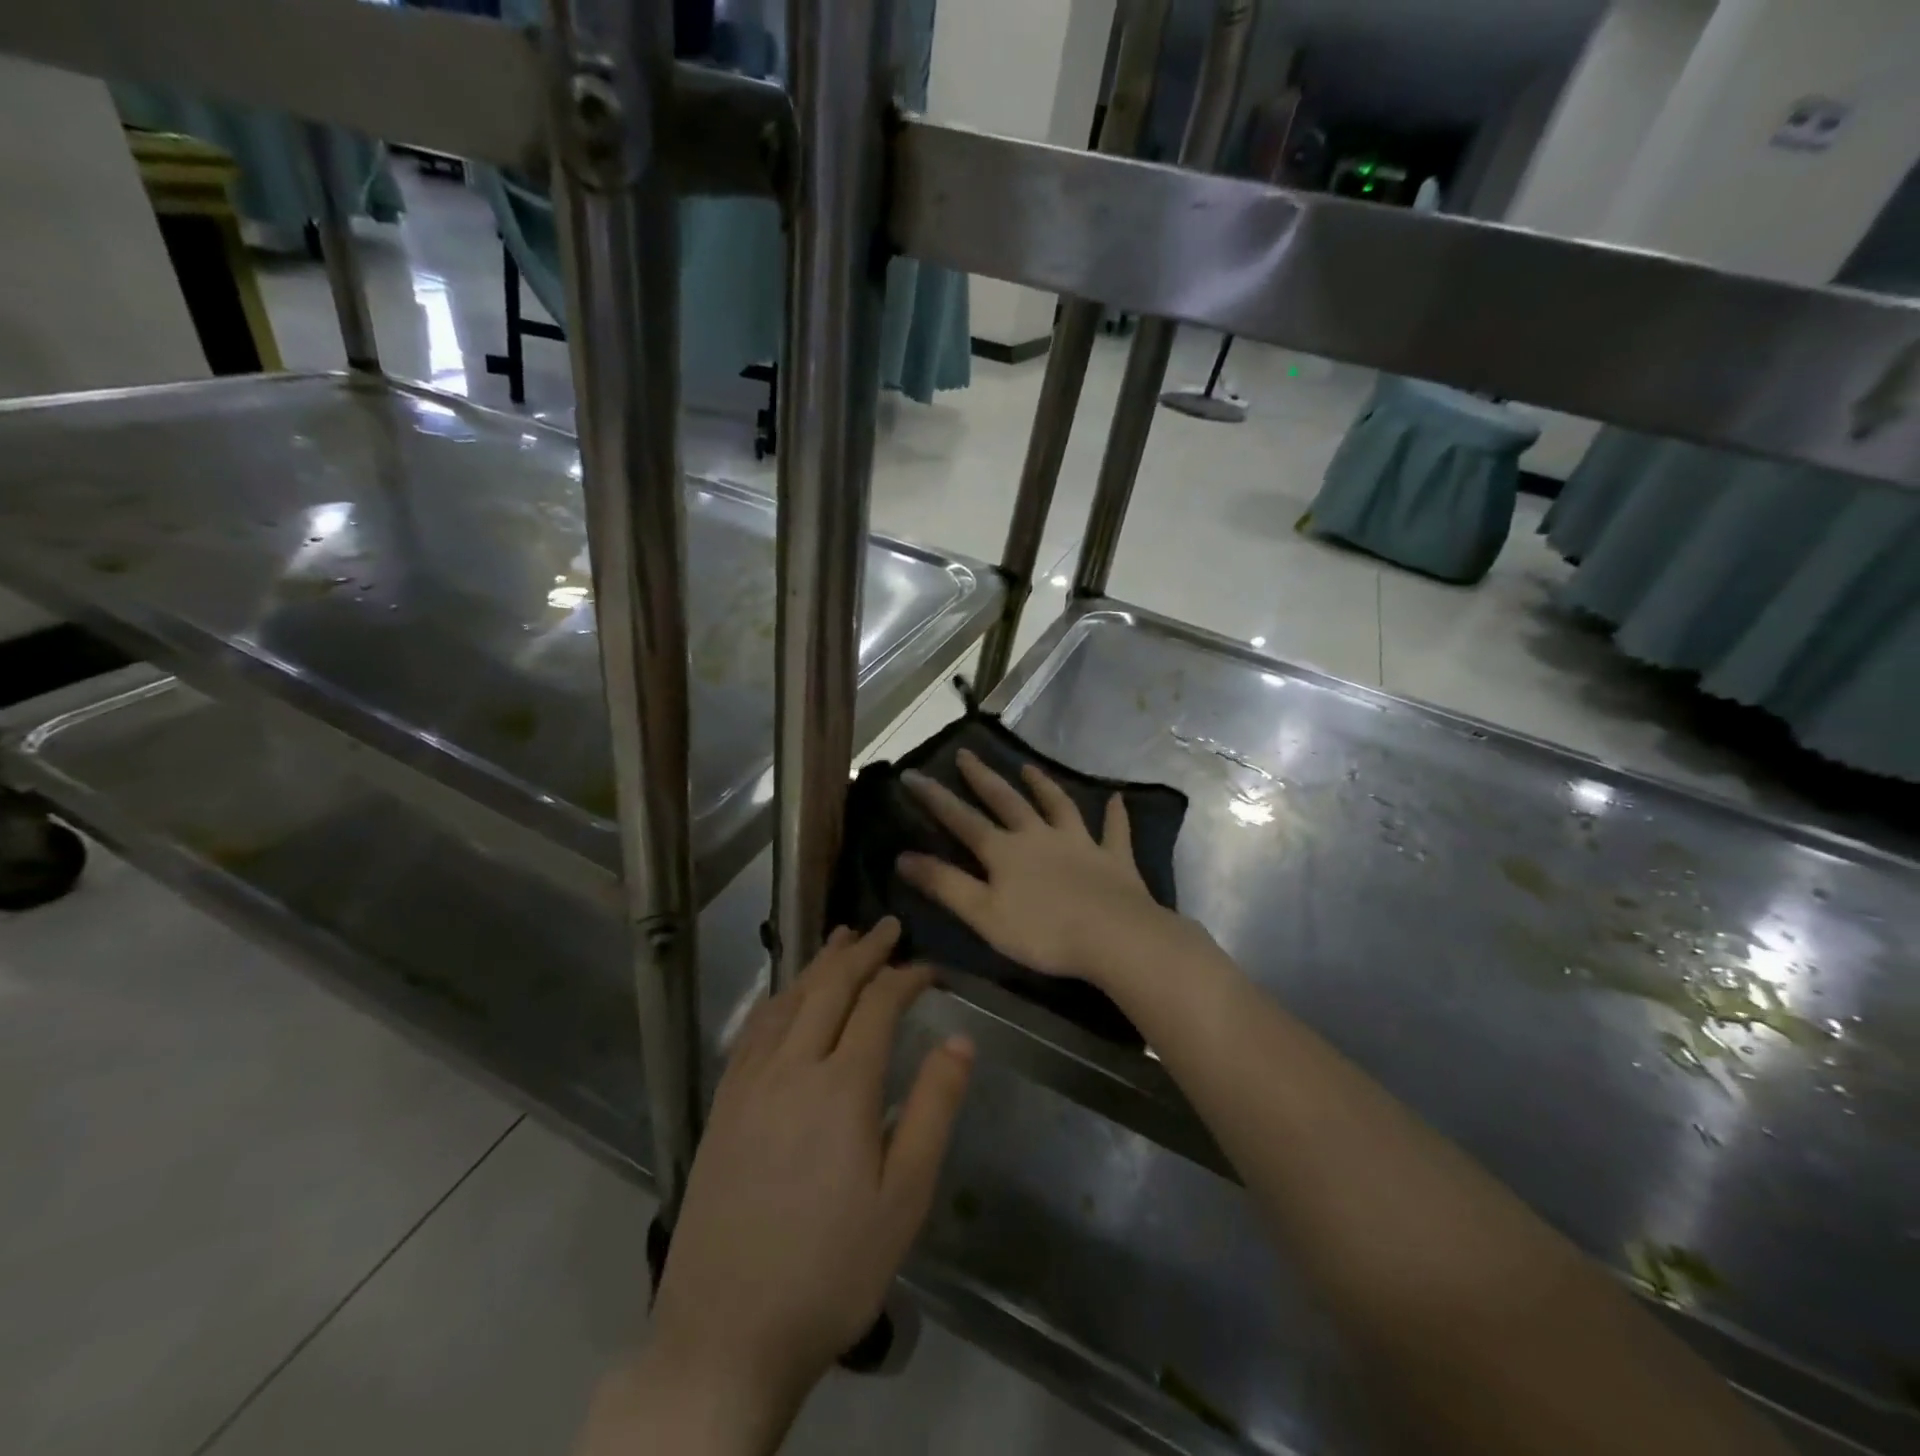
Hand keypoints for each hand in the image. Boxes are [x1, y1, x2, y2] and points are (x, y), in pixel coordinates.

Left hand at [641, 920, 972, 1442]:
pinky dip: (779, 997)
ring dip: (819, 964)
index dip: (906, 976)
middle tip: (887, 926)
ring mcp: (749, 1083)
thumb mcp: (904, 1198)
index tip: (929, 968)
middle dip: (862, 952)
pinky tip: (786, 995)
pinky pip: (754, 1029)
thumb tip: (960, 1039)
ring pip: (788, 999)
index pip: (878, 1004)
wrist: (725, 1333)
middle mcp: (791, 1067)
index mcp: (841, 1086)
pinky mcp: (723, 1105)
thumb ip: (934, 1109)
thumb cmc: (832, 1269)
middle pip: (829, 987)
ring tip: (842, 938)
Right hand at [896, 749, 1189, 986]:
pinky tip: (1117, 798)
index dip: (935, 798)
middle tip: (967, 753)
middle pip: (1007, 801)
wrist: (1114, 937)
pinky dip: (1115, 815)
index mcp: (1005, 852)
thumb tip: (903, 856)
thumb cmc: (1043, 932)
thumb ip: (945, 884)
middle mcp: (1039, 836)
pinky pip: (1114, 831)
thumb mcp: (983, 914)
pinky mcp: (1113, 858)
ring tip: (1028, 767)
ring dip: (1043, 785)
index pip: (962, 820)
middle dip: (983, 778)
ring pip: (1059, 806)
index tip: (912, 774)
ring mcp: (1080, 843)